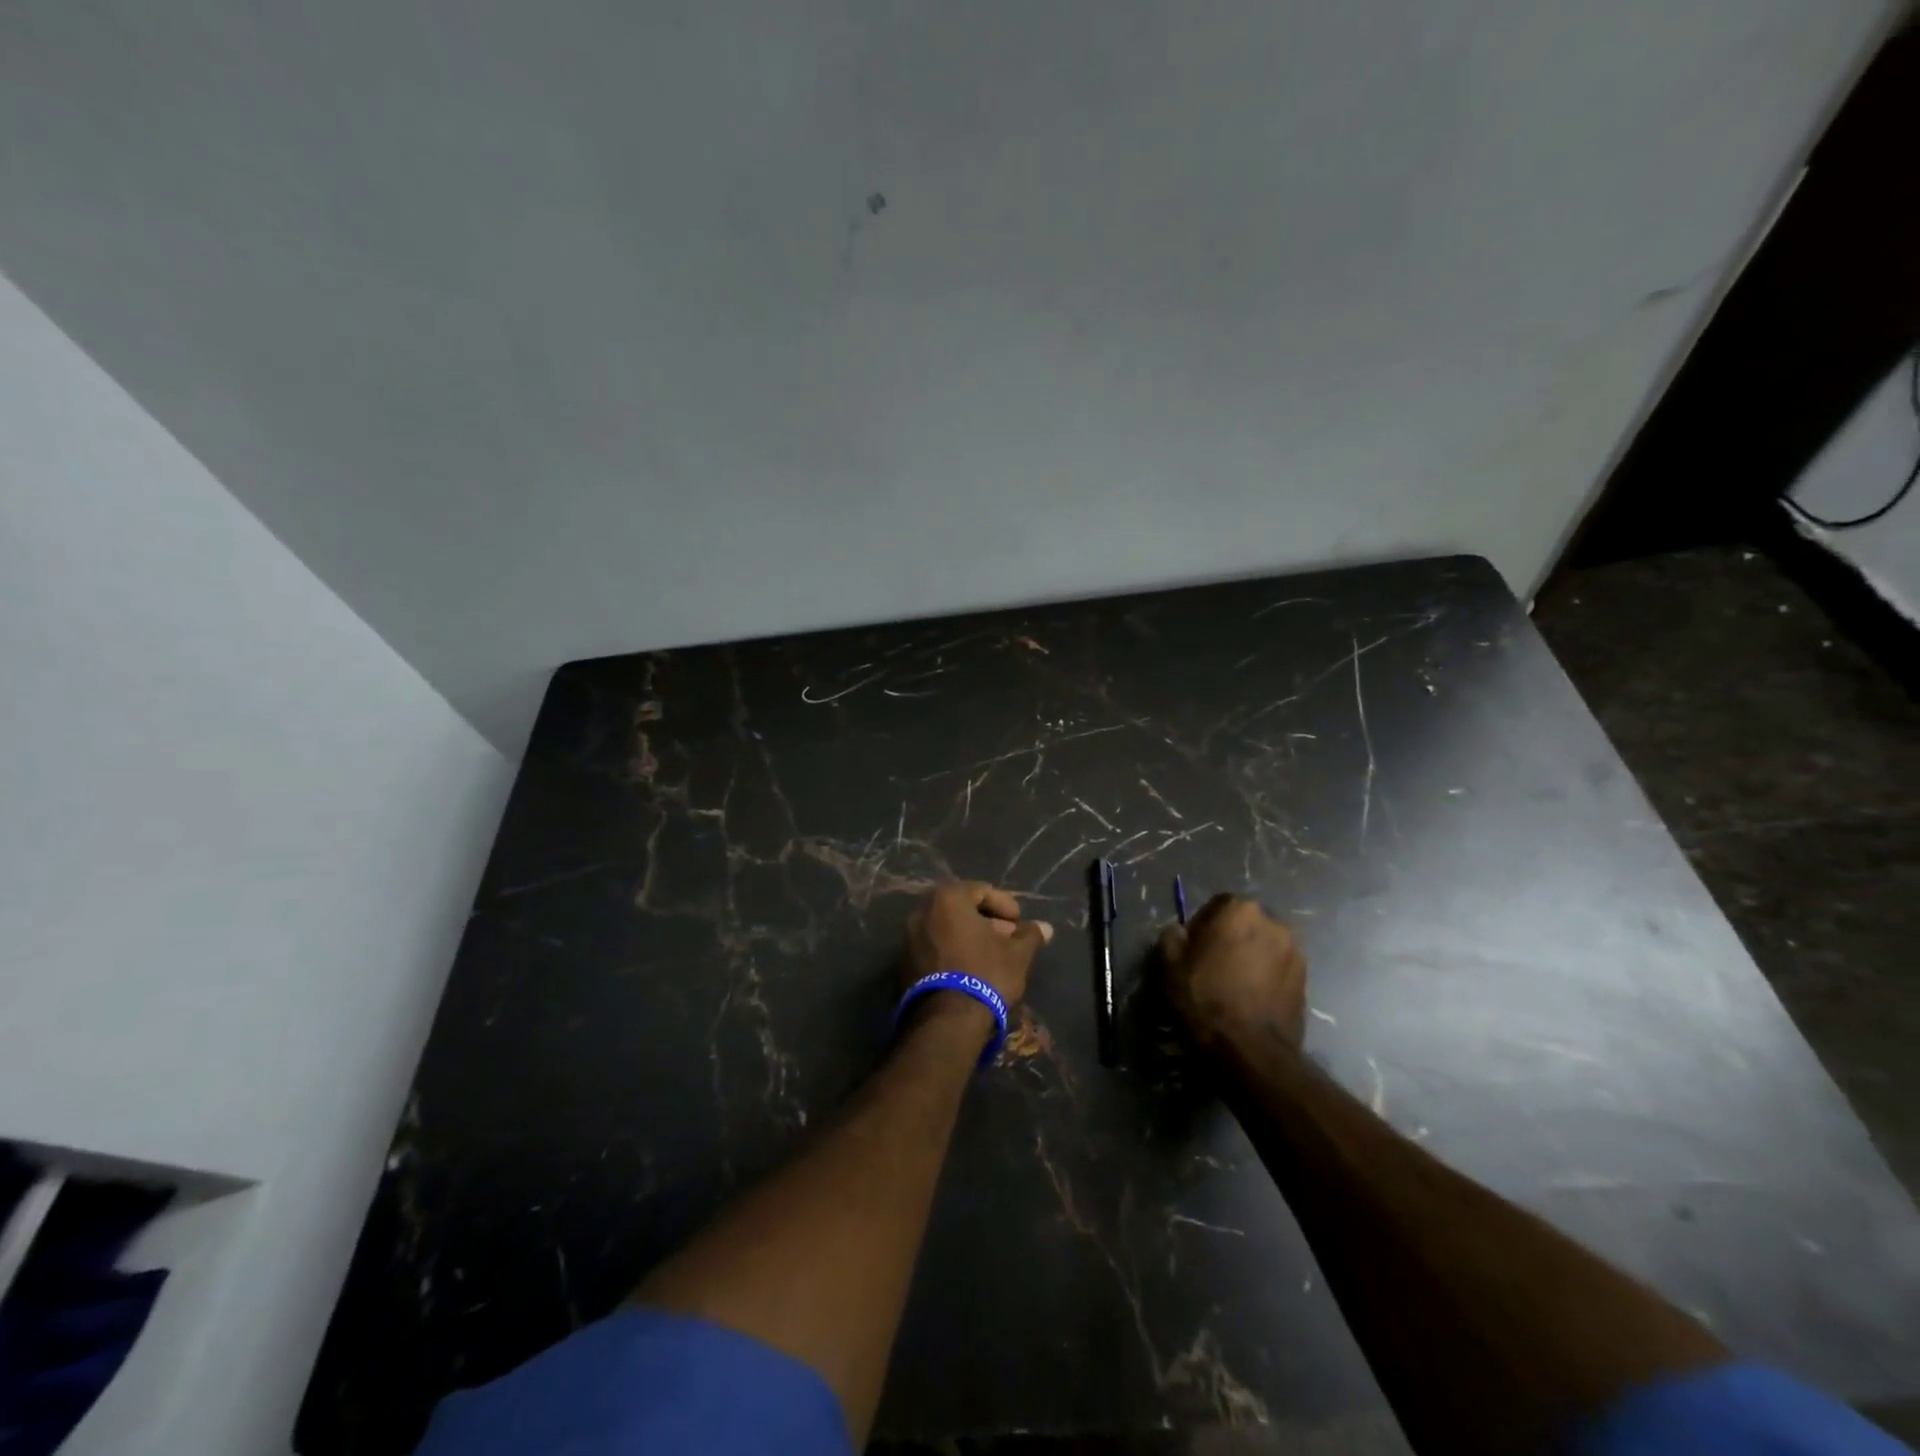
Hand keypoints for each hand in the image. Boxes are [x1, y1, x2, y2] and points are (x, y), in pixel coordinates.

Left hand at [904, 882, 1053, 1025]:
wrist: (947, 1021)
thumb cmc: (986, 974)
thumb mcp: (1017, 954)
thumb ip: (1030, 935)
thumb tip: (1045, 927)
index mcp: (947, 899)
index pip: (981, 891)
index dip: (1005, 904)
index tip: (1019, 922)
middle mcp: (922, 911)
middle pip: (961, 908)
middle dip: (987, 921)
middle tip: (1008, 938)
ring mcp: (908, 938)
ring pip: (946, 929)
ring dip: (969, 937)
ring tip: (992, 956)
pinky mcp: (903, 964)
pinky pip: (934, 948)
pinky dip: (952, 952)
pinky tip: (970, 970)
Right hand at [1158, 894, 1306, 1050]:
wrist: (1250, 1050)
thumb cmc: (1205, 998)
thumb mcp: (1169, 963)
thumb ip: (1173, 935)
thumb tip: (1182, 932)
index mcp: (1240, 909)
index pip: (1217, 905)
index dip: (1202, 926)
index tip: (1193, 950)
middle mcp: (1274, 922)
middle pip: (1244, 925)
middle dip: (1230, 939)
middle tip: (1213, 967)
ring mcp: (1295, 952)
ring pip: (1263, 948)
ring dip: (1250, 959)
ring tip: (1234, 986)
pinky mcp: (1307, 981)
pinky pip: (1278, 970)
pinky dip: (1265, 978)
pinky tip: (1251, 1000)